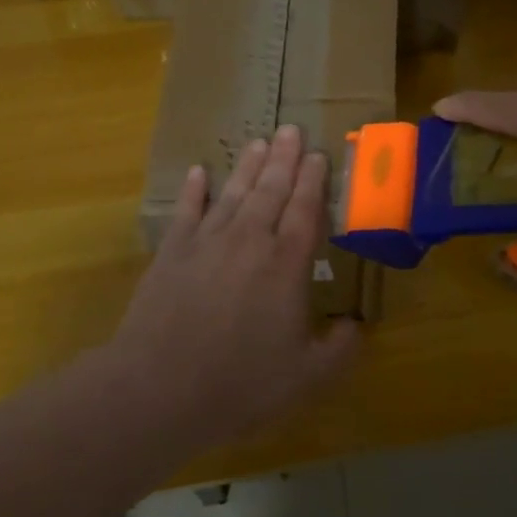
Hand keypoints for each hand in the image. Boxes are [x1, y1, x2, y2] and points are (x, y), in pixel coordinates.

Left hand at [107, 125, 360, 446]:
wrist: (160, 387)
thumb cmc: (240, 383)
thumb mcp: (306, 377)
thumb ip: (339, 350)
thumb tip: (356, 327)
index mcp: (286, 264)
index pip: (305, 210)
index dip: (313, 180)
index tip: (318, 154)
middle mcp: (249, 240)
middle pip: (271, 189)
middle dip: (284, 158)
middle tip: (291, 129)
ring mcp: (206, 242)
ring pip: (233, 193)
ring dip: (247, 166)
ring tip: (258, 142)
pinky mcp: (172, 252)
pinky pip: (186, 210)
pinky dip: (194, 190)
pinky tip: (199, 172)